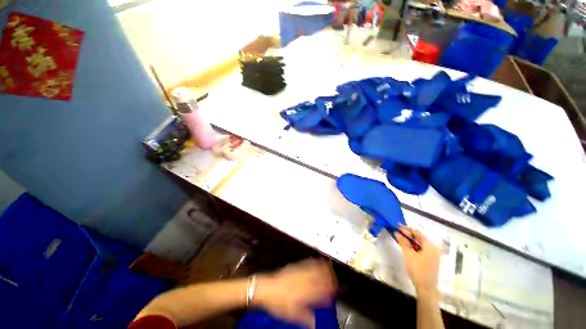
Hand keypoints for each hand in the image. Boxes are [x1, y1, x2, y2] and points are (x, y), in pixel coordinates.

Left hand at [254, 259, 336, 328]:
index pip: (322, 289)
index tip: (335, 290)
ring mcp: (300, 271)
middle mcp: (305, 280)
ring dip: (324, 267)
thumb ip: (306, 318)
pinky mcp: (295, 266)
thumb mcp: (292, 314)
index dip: (330, 289)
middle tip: (335, 279)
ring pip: (316, 267)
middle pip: (321, 275)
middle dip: (330, 277)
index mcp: (306, 292)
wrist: (267, 288)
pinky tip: (317, 261)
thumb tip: (314, 324)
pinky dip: (315, 262)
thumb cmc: (278, 302)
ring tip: (330, 268)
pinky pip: (308, 262)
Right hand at [395, 226, 440, 300]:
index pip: (418, 233)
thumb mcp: (408, 254)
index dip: (407, 229)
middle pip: (419, 238)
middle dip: (408, 234)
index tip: (397, 226)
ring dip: (410, 240)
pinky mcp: (430, 260)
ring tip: (400, 237)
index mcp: (430, 246)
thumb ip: (403, 242)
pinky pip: (421, 249)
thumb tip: (397, 232)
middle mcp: (433, 248)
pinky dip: (413, 246)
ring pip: (420, 243)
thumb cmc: (417, 269)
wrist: (426, 287)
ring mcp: (432, 254)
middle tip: (397, 230)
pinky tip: (406, 245)